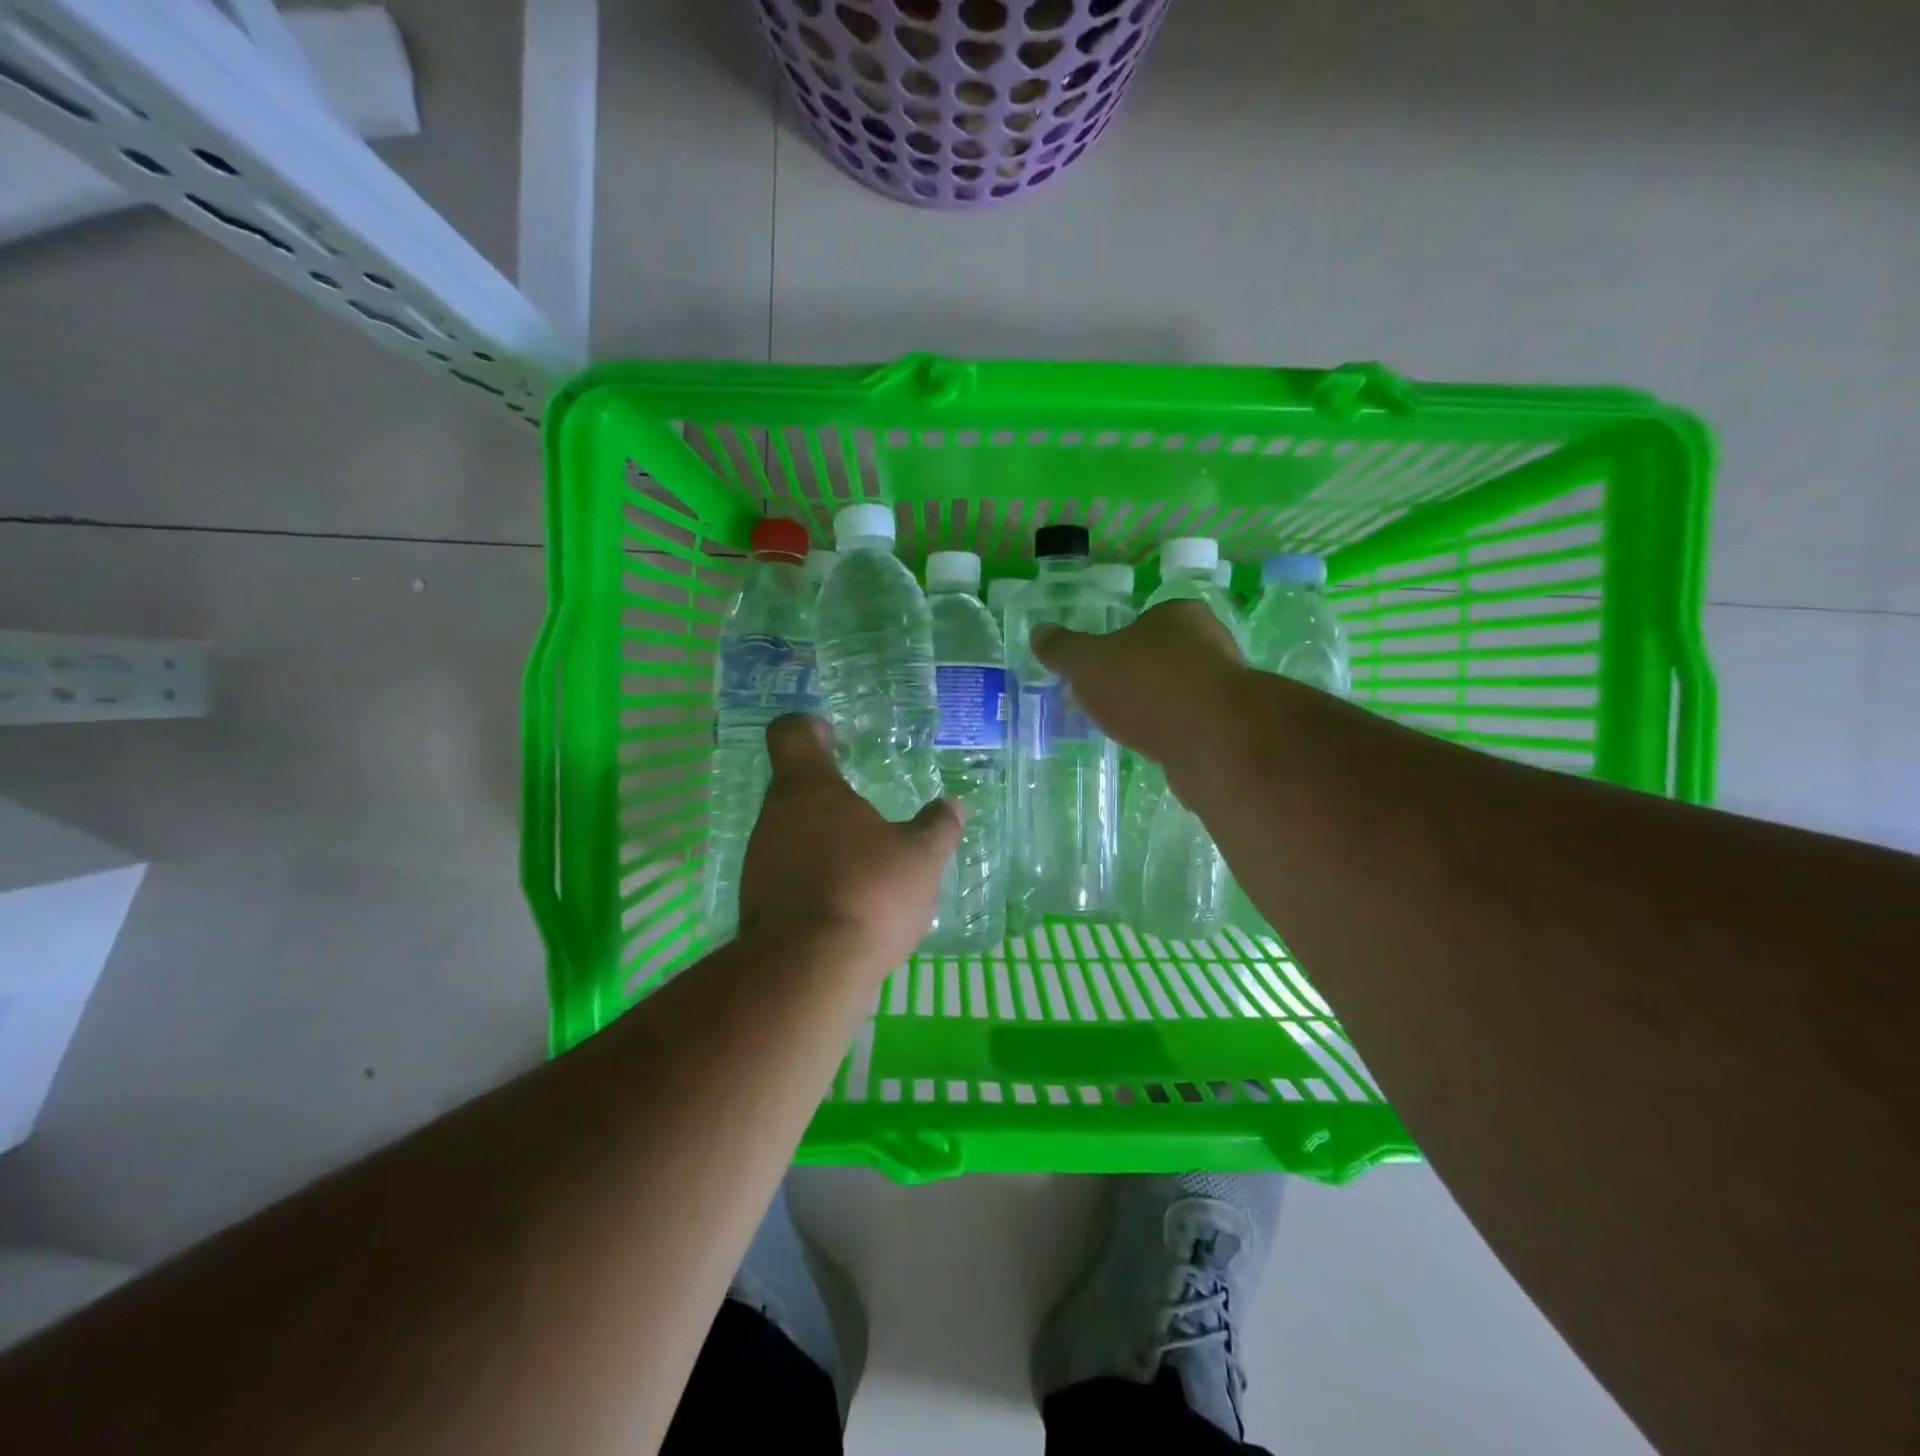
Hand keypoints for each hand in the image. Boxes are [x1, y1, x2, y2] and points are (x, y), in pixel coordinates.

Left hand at [738, 715, 963, 977]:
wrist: (808, 971)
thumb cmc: (869, 892)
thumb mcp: (920, 858)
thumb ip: (937, 828)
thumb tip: (955, 805)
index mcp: (809, 789)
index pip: (791, 734)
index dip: (809, 729)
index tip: (831, 737)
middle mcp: (774, 817)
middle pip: (793, 788)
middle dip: (827, 796)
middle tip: (864, 810)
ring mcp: (758, 861)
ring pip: (789, 835)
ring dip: (820, 842)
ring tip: (860, 864)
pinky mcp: (754, 904)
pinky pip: (785, 876)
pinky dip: (811, 881)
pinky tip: (843, 904)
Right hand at [1031, 600, 1245, 760]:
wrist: (1213, 741)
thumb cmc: (1148, 685)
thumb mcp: (1088, 663)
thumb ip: (1063, 649)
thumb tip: (1038, 633)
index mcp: (1180, 615)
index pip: (1146, 620)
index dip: (1119, 642)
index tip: (1098, 668)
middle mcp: (1210, 643)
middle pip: (1162, 657)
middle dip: (1135, 677)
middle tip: (1105, 699)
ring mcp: (1225, 688)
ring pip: (1178, 694)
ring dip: (1154, 709)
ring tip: (1125, 728)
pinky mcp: (1230, 728)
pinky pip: (1190, 726)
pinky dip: (1171, 735)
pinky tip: (1152, 749)